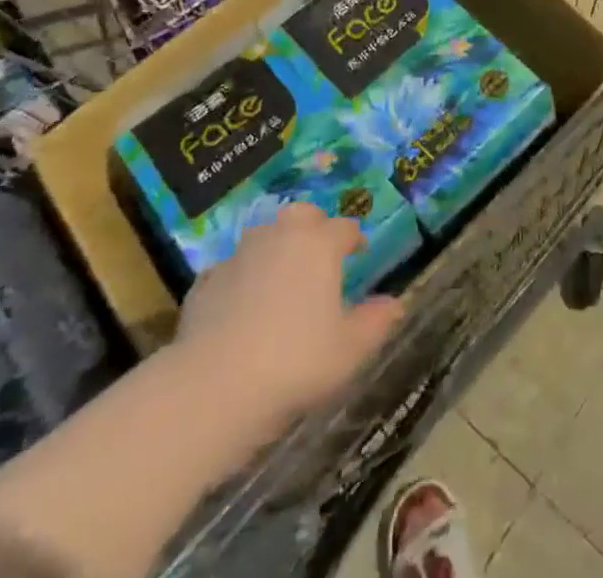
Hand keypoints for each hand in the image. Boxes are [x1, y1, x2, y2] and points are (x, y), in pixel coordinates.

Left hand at [170, 204, 404, 438]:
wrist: (215, 386)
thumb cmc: (296, 362)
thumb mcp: (350, 349)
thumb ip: (376, 321)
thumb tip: (396, 303)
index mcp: (319, 244)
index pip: (345, 228)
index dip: (355, 239)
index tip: (360, 254)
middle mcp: (280, 236)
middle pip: (302, 216)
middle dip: (314, 228)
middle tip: (320, 255)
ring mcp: (239, 255)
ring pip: (264, 237)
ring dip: (276, 249)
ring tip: (282, 281)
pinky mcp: (206, 281)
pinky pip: (232, 270)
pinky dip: (241, 280)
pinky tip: (242, 308)